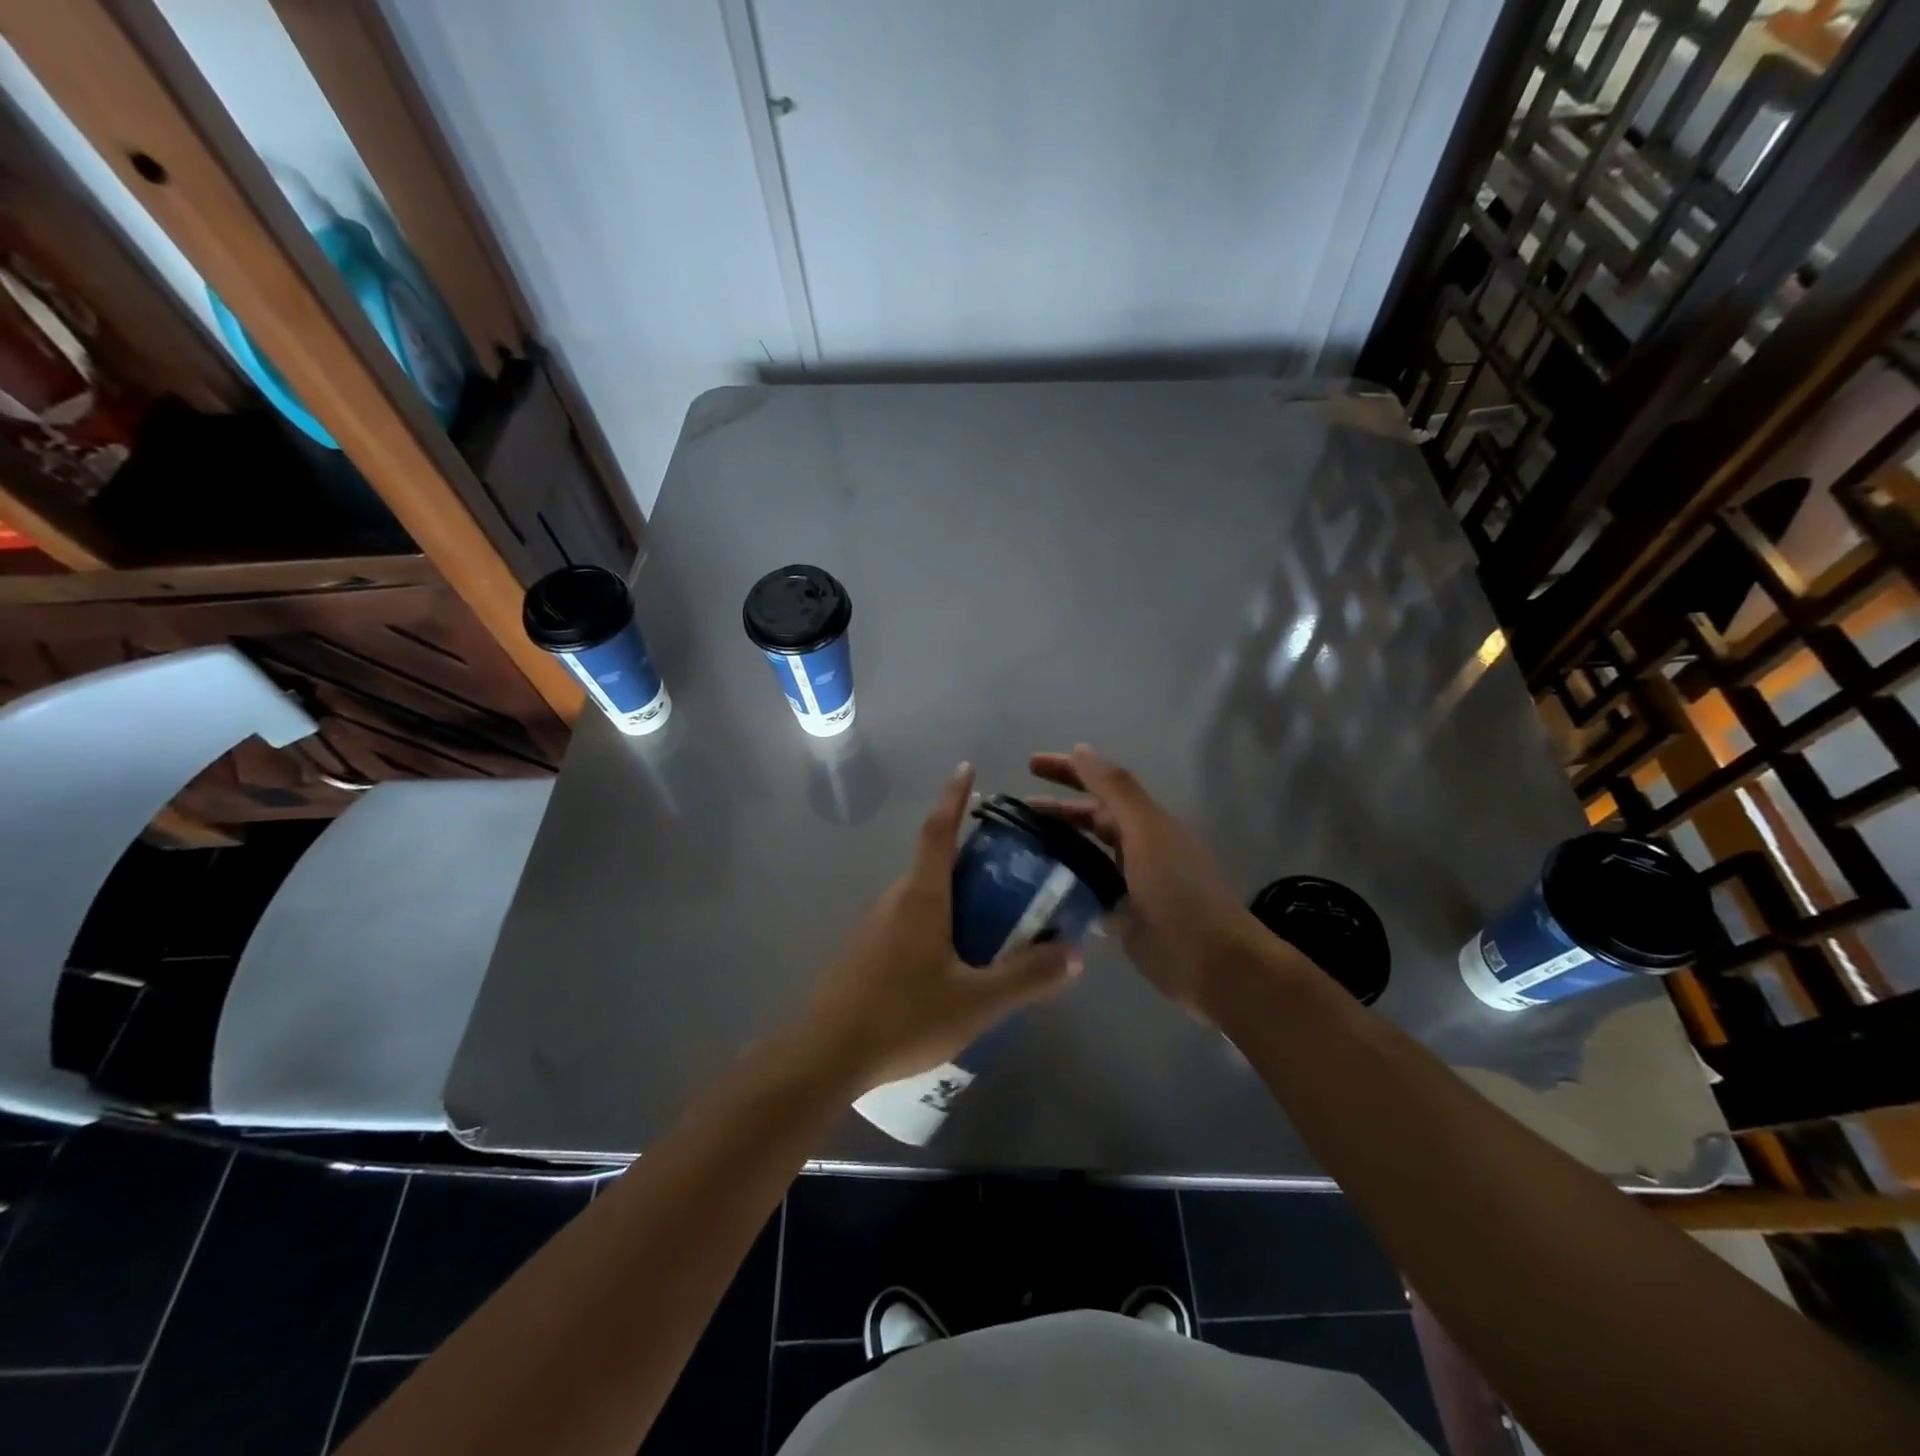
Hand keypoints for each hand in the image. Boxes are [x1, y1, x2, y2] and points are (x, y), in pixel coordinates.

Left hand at [799, 763, 1082, 1092]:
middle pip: (936, 863)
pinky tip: (956, 962)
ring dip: (956, 895)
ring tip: (995, 920)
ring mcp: (875, 926)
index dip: (954, 796)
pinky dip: (939, 922)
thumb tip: (1075, 954)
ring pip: (923, 895)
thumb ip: (1027, 978)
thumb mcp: (976, 1002)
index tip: (967, 767)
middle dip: (971, 857)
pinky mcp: (866, 952)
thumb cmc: (902, 1017)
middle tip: (1013, 871)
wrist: (825, 1055)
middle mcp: (895, 899)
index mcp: (921, 896)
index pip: (939, 830)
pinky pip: (910, 921)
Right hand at [1029, 745, 1279, 1022]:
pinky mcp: (1123, 919)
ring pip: (1086, 856)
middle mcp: (1138, 848)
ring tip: (1017, 848)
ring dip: (1056, 847)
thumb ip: (1115, 790)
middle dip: (1055, 810)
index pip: (1100, 786)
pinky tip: (1035, 888)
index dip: (1067, 771)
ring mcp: (1130, 885)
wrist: (1214, 966)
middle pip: (1091, 820)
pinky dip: (1064, 885)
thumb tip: (1081, 750)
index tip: (1029, 764)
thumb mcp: (1146, 832)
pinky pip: (1086, 893)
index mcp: (1146, 823)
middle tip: (1014, 813)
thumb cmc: (1179, 893)